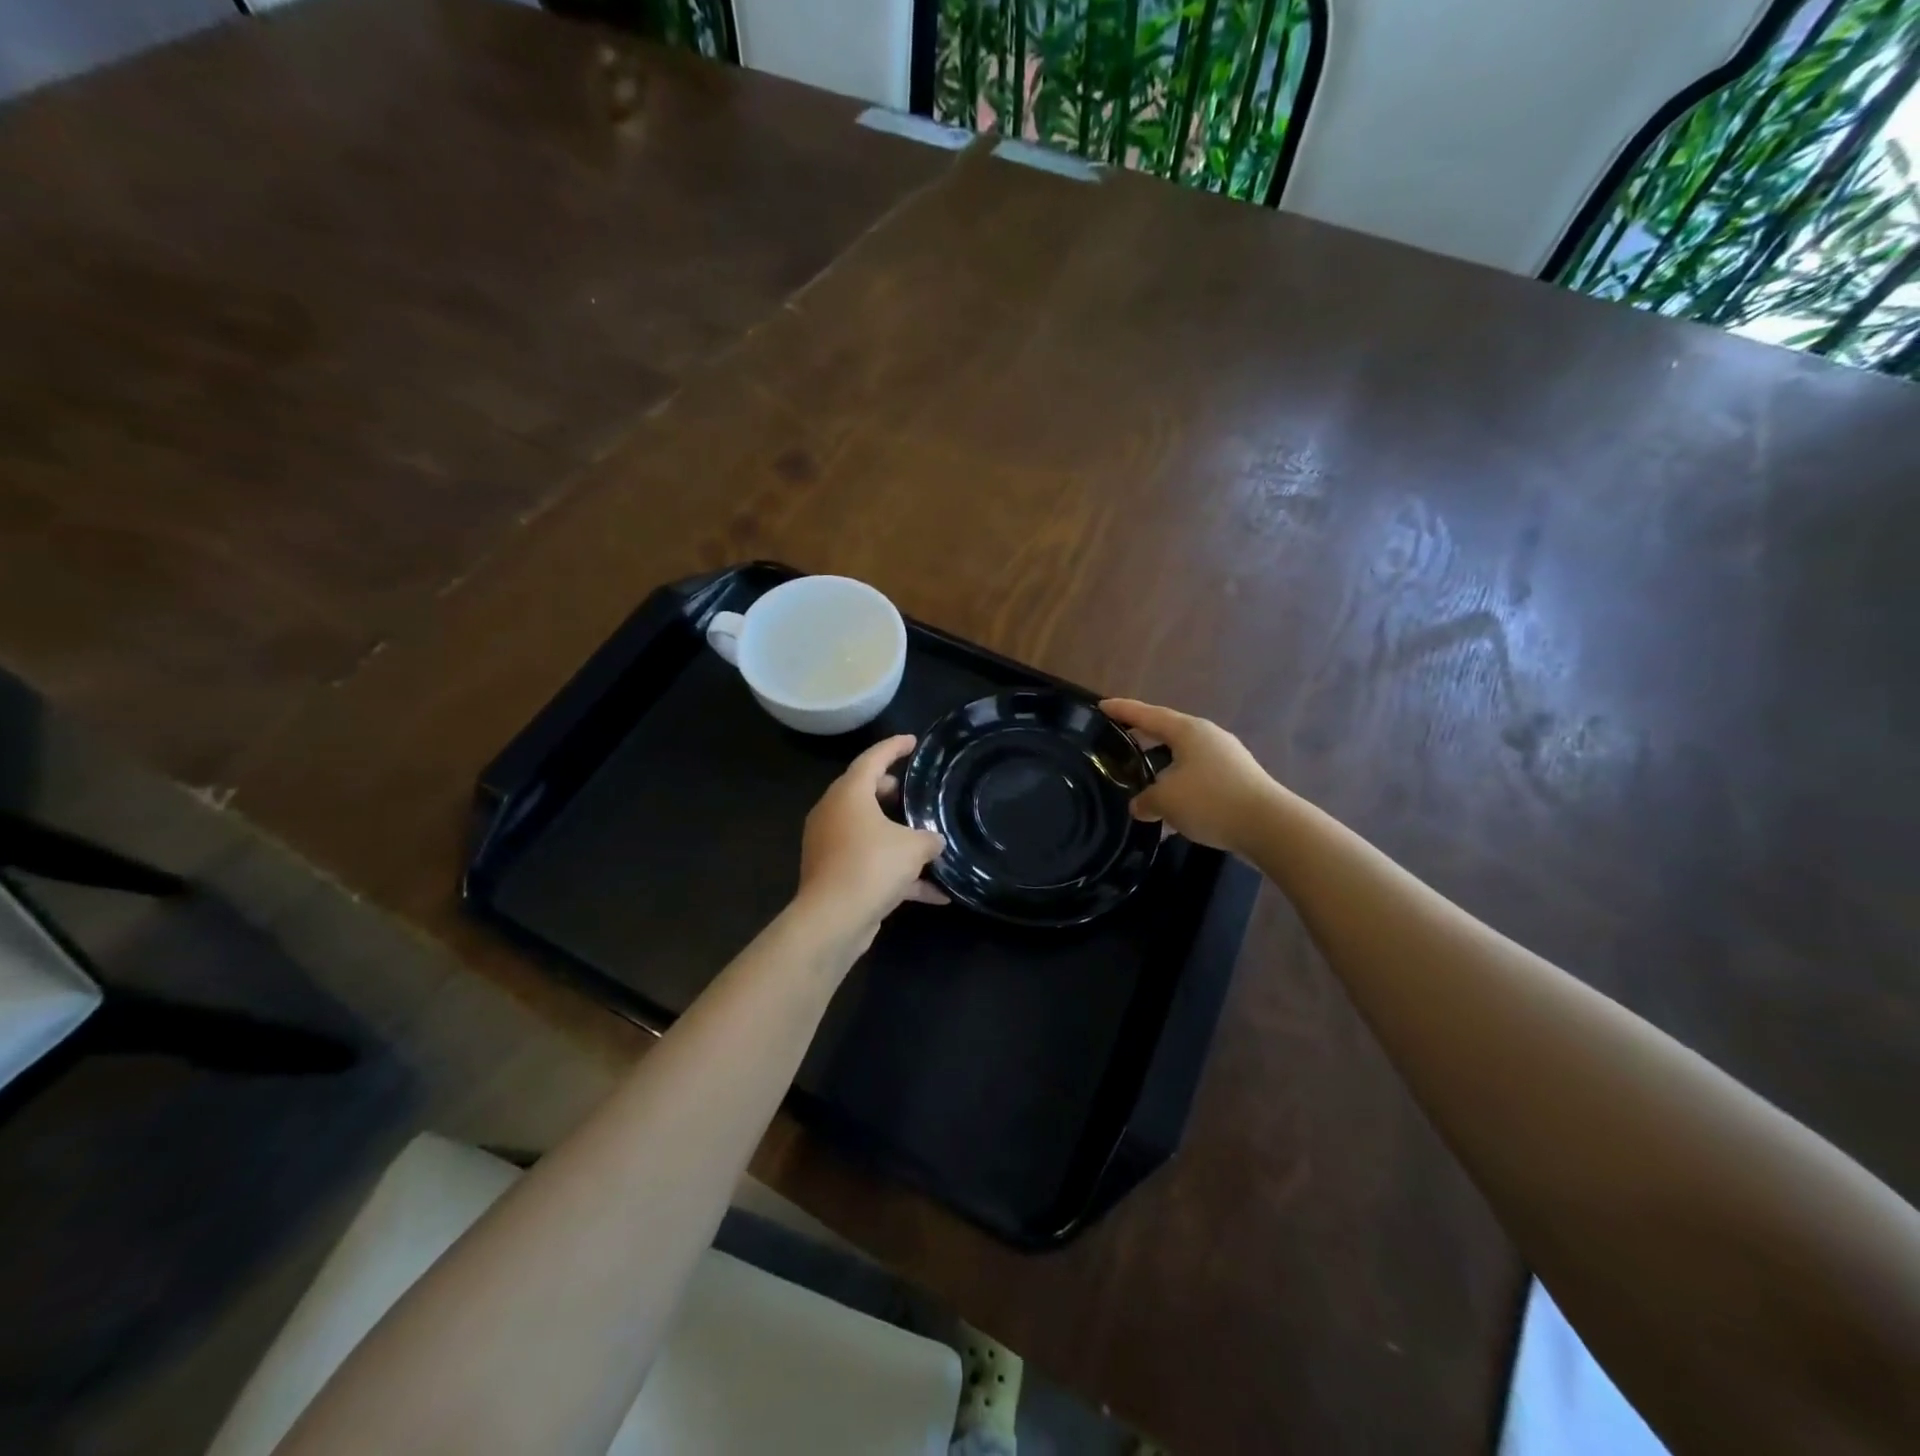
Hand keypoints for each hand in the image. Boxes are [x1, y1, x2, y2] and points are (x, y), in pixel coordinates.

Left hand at [797, 735, 946, 946]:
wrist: (833, 919)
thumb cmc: (871, 865)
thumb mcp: (913, 847)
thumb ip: (929, 838)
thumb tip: (934, 841)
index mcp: (849, 794)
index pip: (873, 758)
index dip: (894, 747)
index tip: (912, 741)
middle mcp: (834, 814)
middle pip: (864, 793)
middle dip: (891, 792)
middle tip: (915, 792)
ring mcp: (830, 845)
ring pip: (867, 831)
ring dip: (896, 836)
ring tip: (926, 838)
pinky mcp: (834, 875)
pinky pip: (870, 865)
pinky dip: (898, 874)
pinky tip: (935, 893)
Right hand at [1101, 699, 1280, 856]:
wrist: (1270, 827)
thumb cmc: (1211, 801)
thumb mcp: (1165, 800)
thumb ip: (1145, 799)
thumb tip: (1140, 805)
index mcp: (1188, 731)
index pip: (1147, 715)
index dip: (1123, 710)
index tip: (1101, 706)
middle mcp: (1208, 737)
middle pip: (1167, 733)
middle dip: (1143, 738)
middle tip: (1119, 741)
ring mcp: (1227, 758)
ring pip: (1183, 758)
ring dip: (1162, 769)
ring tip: (1142, 783)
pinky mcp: (1237, 781)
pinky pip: (1198, 779)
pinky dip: (1180, 789)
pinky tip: (1171, 813)